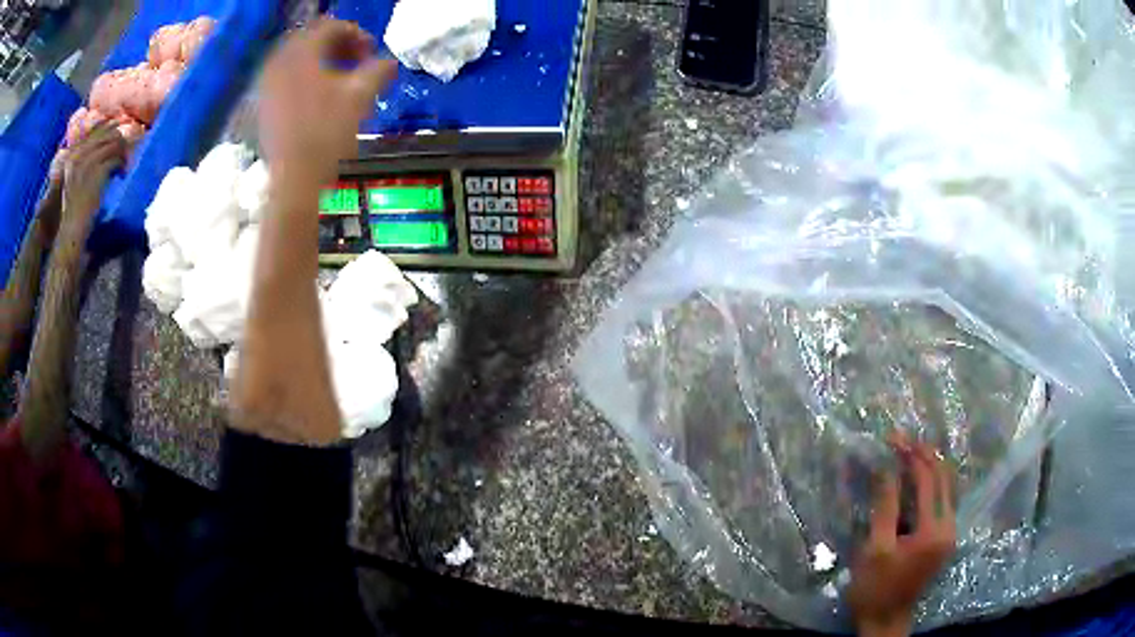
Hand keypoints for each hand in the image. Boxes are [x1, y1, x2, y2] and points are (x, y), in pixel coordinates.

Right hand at [60, 121, 125, 238]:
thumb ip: (84, 160)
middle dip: (119, 140)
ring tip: (124, 163)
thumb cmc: (73, 208)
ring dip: (123, 151)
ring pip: (114, 143)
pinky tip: (122, 172)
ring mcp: (88, 163)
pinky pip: (116, 158)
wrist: (71, 229)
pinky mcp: (97, 172)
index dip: (109, 130)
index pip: (95, 132)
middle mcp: (80, 155)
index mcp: (73, 155)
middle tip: (125, 151)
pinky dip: (122, 163)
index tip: (118, 133)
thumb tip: (104, 142)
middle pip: (107, 134)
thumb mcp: (74, 179)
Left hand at [259, 19, 396, 190]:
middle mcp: (278, 62)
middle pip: (310, 40)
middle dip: (337, 47)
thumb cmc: (327, 135)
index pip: (330, 27)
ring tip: (341, 80)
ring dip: (321, 63)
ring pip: (297, 60)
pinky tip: (320, 97)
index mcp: (301, 53)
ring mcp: (267, 85)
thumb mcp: (360, 97)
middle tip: (358, 62)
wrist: (294, 181)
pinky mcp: (264, 105)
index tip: (372, 52)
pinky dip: (305, 79)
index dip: (356, 34)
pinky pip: (286, 78)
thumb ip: (379, 71)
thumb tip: (390, 63)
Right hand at [849, 434, 956, 636]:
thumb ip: (885, 507)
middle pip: (943, 478)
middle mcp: (949, 527)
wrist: (885, 620)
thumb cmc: (875, 588)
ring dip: (930, 466)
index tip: (893, 438)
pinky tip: (919, 477)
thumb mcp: (875, 549)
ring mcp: (950, 532)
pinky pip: (944, 499)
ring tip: (909, 451)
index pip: (928, 480)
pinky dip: (932, 483)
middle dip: (923, 455)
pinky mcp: (945, 538)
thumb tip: (886, 468)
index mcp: (934, 531)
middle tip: (901, 440)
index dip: (911, 456)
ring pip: (947, 486)